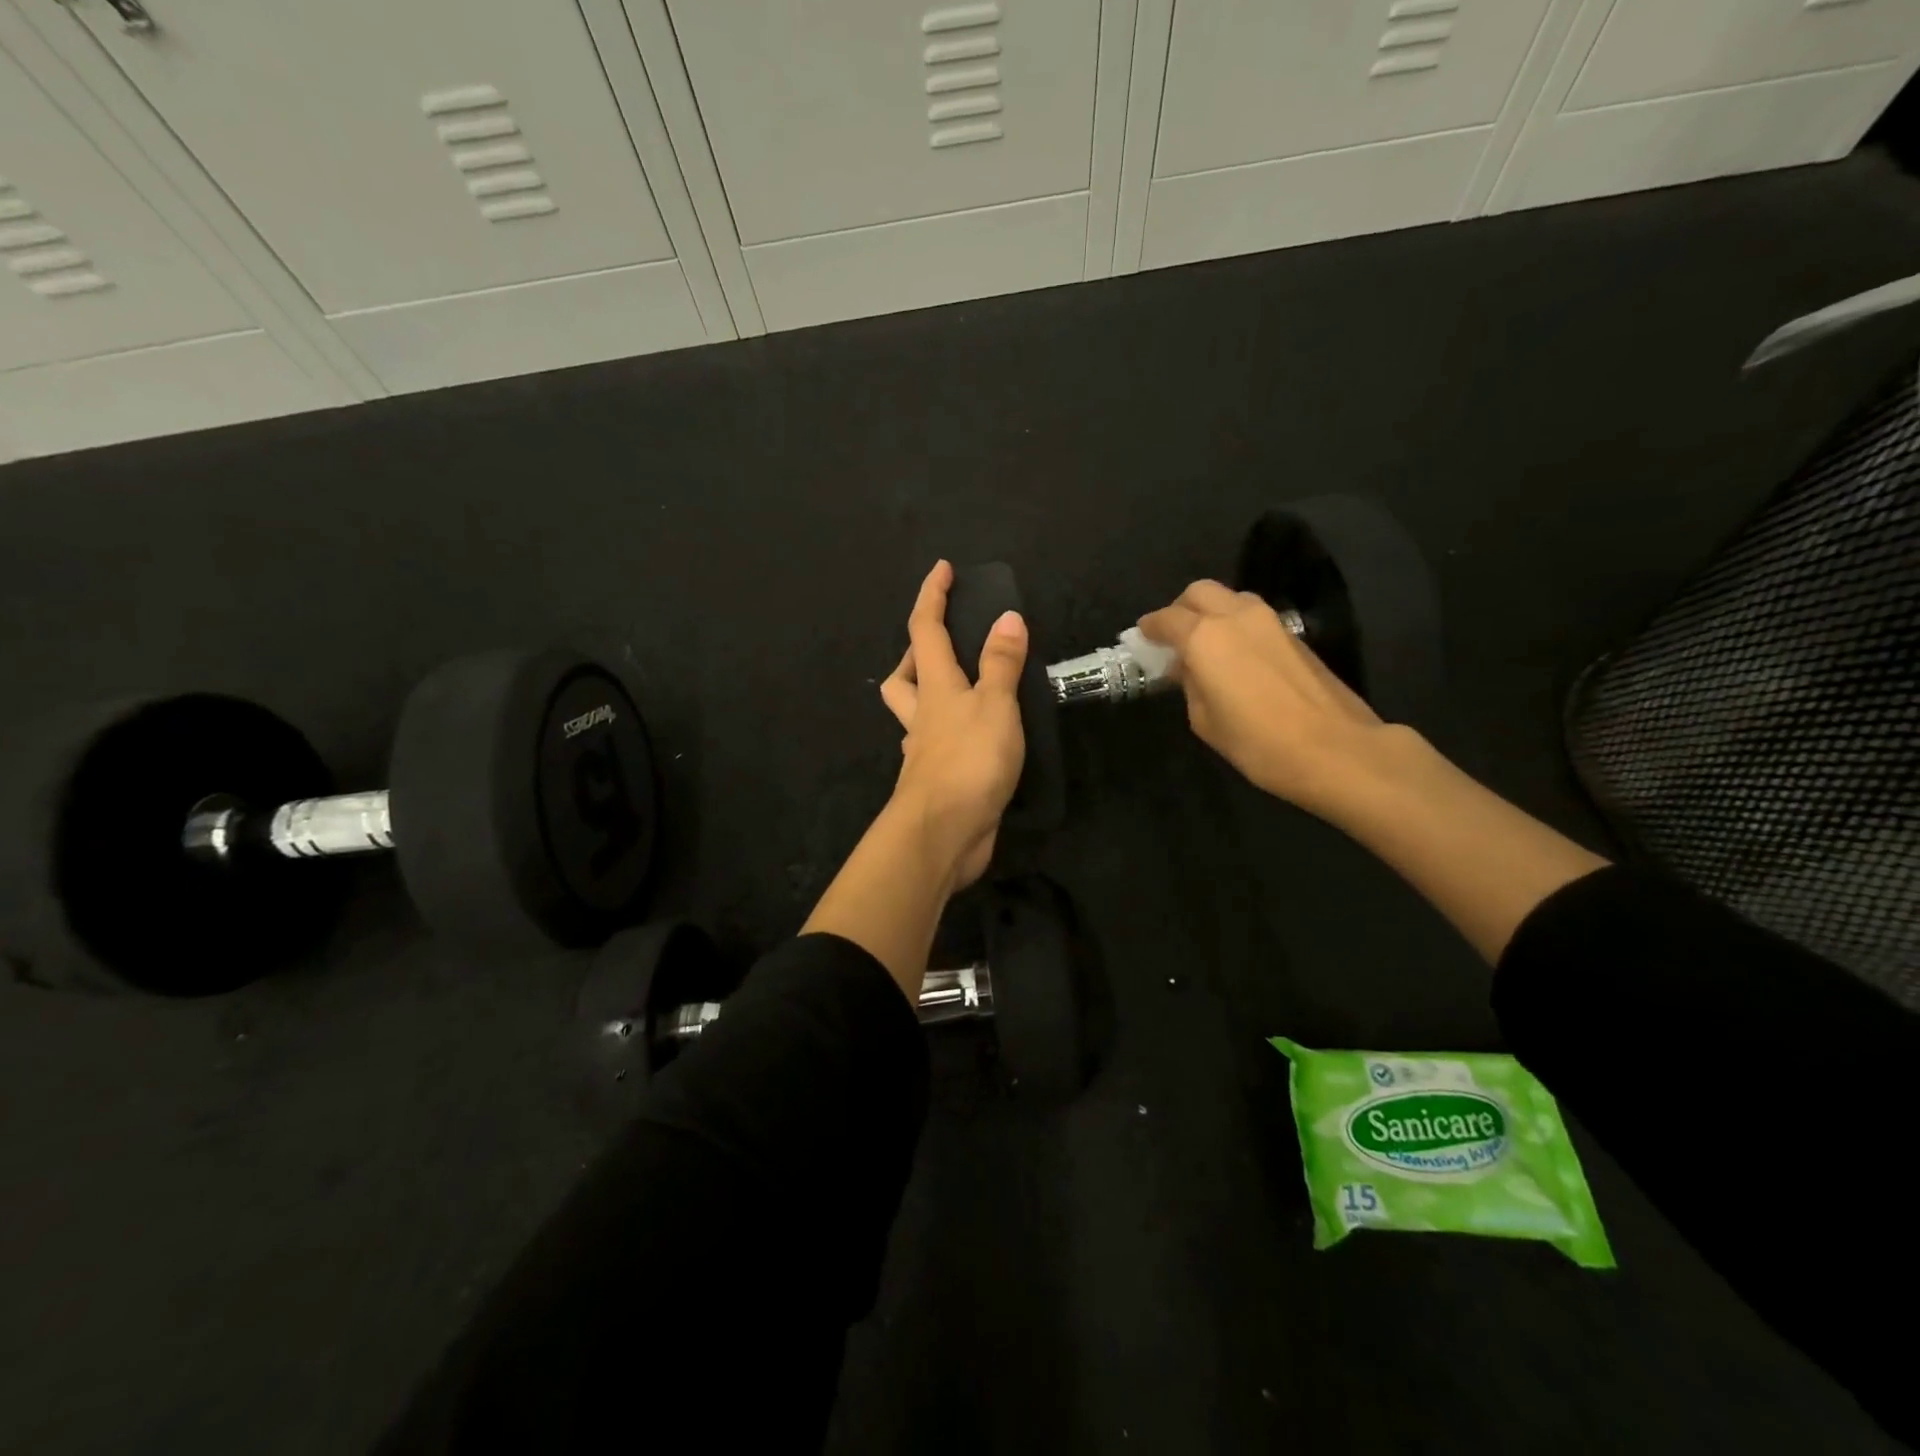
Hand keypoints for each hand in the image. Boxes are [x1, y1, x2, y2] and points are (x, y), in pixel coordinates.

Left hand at [878, 561, 1027, 888]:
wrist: (942, 833)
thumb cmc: (969, 761)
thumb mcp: (995, 705)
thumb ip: (1001, 664)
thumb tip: (1007, 617)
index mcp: (935, 687)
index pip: (925, 630)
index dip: (932, 596)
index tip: (942, 569)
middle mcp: (922, 715)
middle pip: (904, 675)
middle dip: (916, 653)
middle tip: (945, 644)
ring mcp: (924, 751)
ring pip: (915, 713)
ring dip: (929, 694)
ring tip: (965, 690)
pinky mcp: (936, 781)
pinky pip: (934, 746)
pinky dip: (949, 735)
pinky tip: (974, 740)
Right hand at [1138, 580, 1408, 820]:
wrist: (1333, 749)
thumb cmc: (1256, 742)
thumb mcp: (1204, 720)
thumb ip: (1191, 684)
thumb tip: (1190, 668)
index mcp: (1204, 637)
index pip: (1167, 619)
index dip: (1150, 628)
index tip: (1142, 638)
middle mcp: (1235, 616)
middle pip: (1199, 592)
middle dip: (1181, 609)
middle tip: (1173, 636)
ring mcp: (1270, 622)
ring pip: (1230, 599)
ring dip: (1212, 613)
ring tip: (1205, 645)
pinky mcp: (1294, 635)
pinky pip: (1253, 617)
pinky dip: (1235, 626)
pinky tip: (1235, 657)